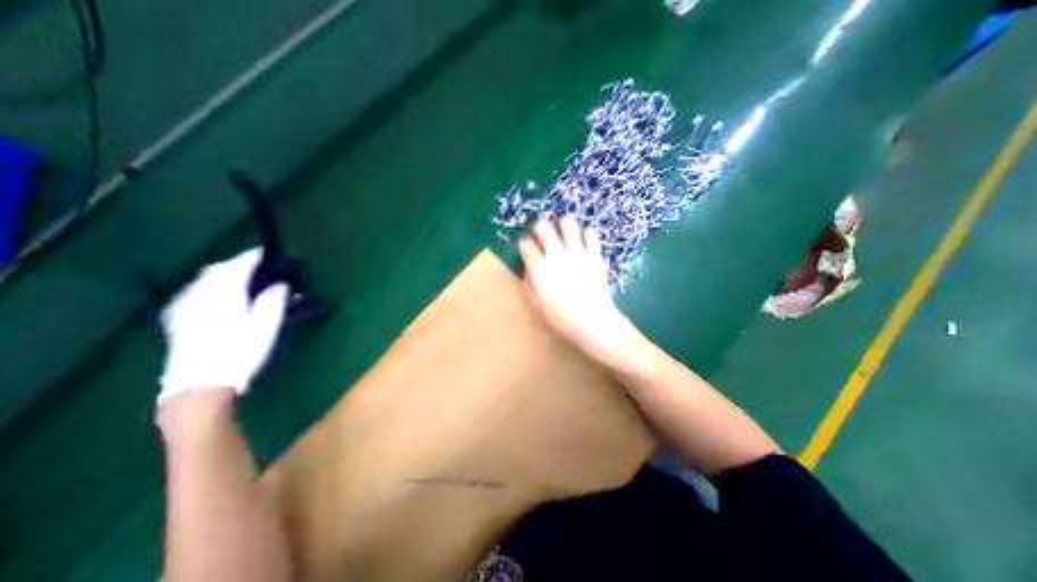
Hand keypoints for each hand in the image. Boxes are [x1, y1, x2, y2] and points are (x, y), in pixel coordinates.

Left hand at [162, 248, 290, 401]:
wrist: (199, 384)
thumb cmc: (240, 351)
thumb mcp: (266, 325)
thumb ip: (274, 300)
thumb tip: (281, 284)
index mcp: (224, 292)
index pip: (238, 265)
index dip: (254, 256)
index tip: (268, 252)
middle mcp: (200, 294)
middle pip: (217, 269)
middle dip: (238, 264)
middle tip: (260, 267)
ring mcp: (185, 306)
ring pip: (205, 280)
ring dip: (224, 275)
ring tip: (244, 282)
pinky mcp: (178, 319)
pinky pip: (195, 292)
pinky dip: (211, 288)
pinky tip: (221, 299)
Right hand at [517, 214, 646, 372]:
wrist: (593, 322)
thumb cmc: (561, 318)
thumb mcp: (536, 305)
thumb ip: (528, 283)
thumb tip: (529, 268)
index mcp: (539, 268)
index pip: (525, 244)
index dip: (523, 245)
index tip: (526, 250)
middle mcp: (556, 255)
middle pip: (542, 226)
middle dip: (538, 228)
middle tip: (541, 237)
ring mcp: (577, 252)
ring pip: (566, 222)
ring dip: (561, 225)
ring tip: (562, 235)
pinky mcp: (594, 254)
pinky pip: (590, 233)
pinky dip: (584, 234)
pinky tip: (582, 243)